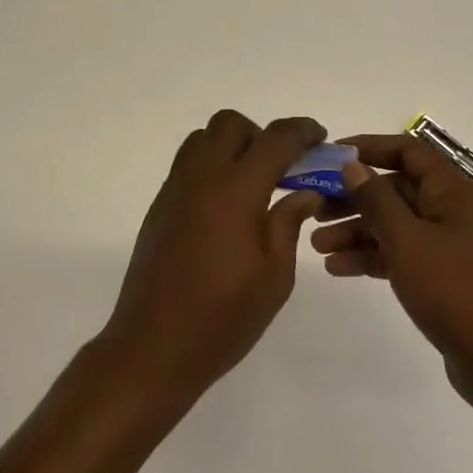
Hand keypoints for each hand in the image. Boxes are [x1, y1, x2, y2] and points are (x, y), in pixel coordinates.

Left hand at [100, 111, 327, 406]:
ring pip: (203, 139)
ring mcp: (174, 189)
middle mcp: (201, 178)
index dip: (302, 131)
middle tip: (281, 168)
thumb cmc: (222, 318)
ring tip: (252, 185)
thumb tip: (305, 192)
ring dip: (231, 146)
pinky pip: (187, 164)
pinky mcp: (159, 206)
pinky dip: (211, 166)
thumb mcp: (274, 277)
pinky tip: (225, 208)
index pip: (274, 139)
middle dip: (261, 134)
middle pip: (230, 124)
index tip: (320, 138)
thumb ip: (288, 224)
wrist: (152, 348)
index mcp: (236, 191)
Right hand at [310, 134, 472, 426]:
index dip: (369, 148)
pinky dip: (376, 258)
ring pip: (399, 226)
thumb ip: (376, 200)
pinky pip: (407, 255)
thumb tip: (352, 165)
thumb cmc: (458, 292)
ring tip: (317, 246)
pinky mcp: (451, 280)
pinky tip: (341, 269)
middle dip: (355, 199)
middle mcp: (457, 212)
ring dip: (359, 232)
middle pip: (399, 190)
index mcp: (456, 192)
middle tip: (313, 209)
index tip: (330, 157)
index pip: (408, 152)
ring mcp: (456, 247)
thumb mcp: (408, 241)